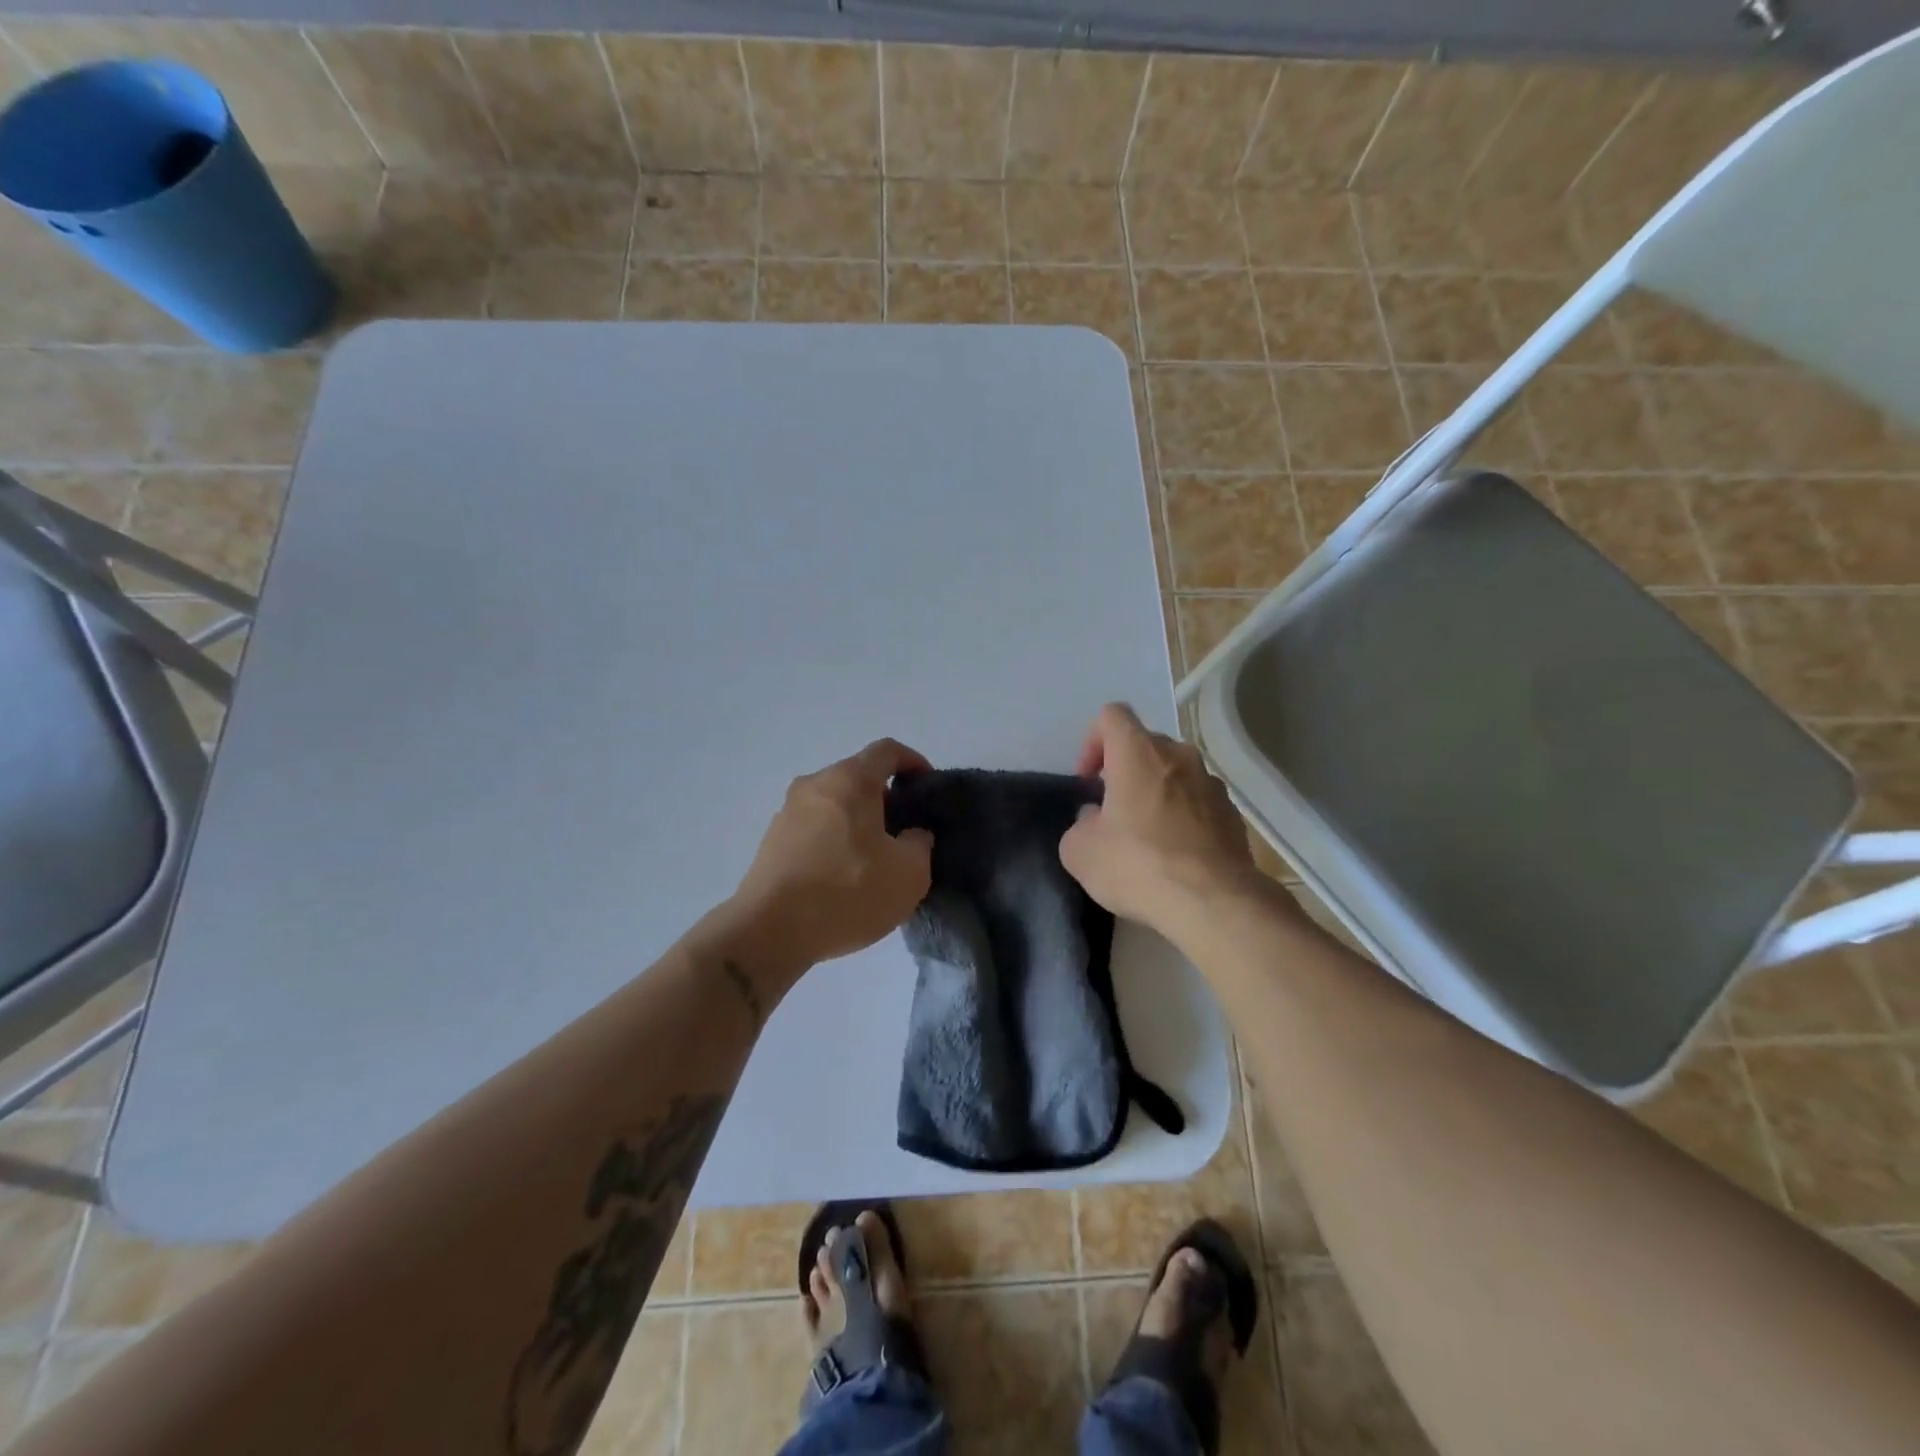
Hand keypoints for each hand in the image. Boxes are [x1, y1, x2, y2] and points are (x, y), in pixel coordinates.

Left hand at [726, 739, 935, 975]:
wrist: (769, 931)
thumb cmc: (847, 892)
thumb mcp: (909, 873)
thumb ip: (920, 844)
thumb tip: (911, 835)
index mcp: (850, 780)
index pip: (887, 750)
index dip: (913, 761)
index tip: (926, 786)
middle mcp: (815, 784)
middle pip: (858, 777)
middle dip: (885, 798)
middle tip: (904, 832)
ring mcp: (788, 812)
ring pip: (834, 804)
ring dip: (857, 822)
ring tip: (874, 860)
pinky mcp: (772, 841)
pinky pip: (814, 828)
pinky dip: (834, 840)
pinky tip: (842, 877)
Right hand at [1058, 703, 1268, 941]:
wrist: (1214, 902)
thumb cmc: (1138, 865)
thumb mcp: (1080, 852)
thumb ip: (1080, 825)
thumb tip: (1096, 820)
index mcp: (1138, 752)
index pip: (1112, 715)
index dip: (1093, 741)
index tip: (1088, 780)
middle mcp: (1179, 756)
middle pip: (1146, 744)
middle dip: (1125, 769)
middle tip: (1112, 809)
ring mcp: (1211, 784)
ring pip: (1175, 773)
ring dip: (1156, 792)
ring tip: (1145, 835)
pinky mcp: (1232, 814)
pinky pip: (1198, 803)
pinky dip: (1183, 817)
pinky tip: (1175, 855)